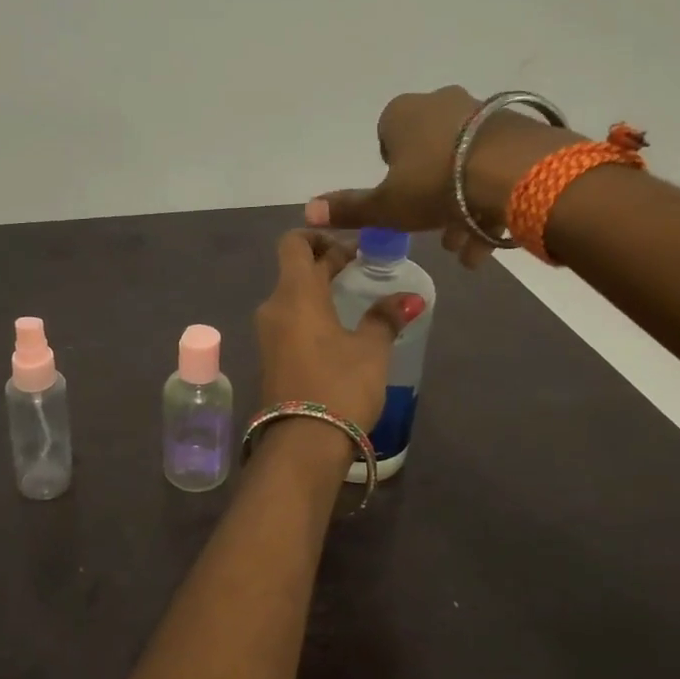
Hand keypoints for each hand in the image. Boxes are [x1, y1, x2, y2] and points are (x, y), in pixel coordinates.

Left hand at [255, 231, 425, 431]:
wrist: (302, 443)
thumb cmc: (339, 385)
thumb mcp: (371, 350)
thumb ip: (385, 318)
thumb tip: (411, 299)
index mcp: (295, 293)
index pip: (293, 242)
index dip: (319, 235)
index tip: (349, 243)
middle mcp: (274, 306)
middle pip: (294, 269)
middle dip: (326, 262)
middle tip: (362, 267)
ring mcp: (268, 334)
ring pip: (292, 296)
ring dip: (319, 289)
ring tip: (354, 297)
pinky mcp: (271, 357)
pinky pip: (289, 320)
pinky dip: (311, 313)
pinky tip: (339, 328)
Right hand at [304, 85, 584, 268]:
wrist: (516, 171)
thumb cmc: (437, 185)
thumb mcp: (386, 206)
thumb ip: (349, 209)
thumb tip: (307, 212)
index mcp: (401, 114)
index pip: (386, 142)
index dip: (393, 177)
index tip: (405, 204)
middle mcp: (439, 103)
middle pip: (428, 158)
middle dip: (432, 200)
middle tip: (439, 235)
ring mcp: (481, 113)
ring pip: (462, 166)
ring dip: (462, 209)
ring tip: (468, 248)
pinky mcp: (516, 127)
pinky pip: (494, 165)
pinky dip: (489, 199)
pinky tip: (493, 237)